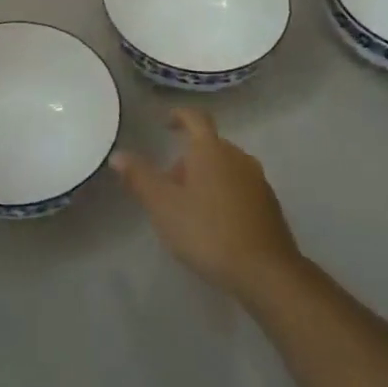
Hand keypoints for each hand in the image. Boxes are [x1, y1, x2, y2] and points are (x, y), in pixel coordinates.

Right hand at [112, 108, 303, 301]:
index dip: (179, 116)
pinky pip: (239, 187)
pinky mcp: (269, 203)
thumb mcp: (163, 206)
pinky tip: (214, 223)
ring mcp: (257, 180)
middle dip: (187, 159)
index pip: (195, 118)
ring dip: (205, 178)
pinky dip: (223, 194)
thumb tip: (119, 155)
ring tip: (188, 207)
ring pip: (225, 167)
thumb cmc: (206, 231)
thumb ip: (140, 178)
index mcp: (211, 150)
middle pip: (209, 146)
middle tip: (167, 185)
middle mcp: (238, 157)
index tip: (165, 124)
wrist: (264, 270)